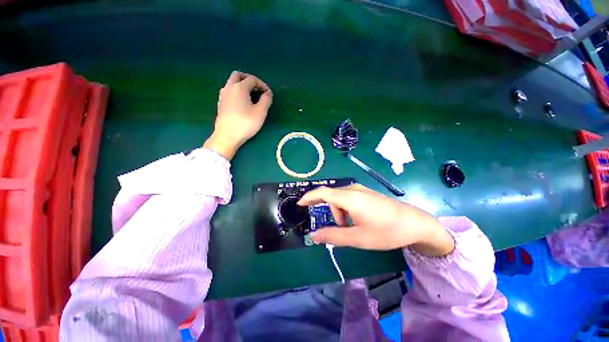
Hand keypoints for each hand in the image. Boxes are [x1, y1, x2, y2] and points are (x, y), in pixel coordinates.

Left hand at [203, 71, 272, 159]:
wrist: (227, 136)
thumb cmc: (245, 123)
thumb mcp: (260, 112)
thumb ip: (266, 100)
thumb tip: (268, 93)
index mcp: (239, 87)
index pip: (252, 79)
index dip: (262, 85)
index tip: (268, 94)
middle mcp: (229, 87)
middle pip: (238, 75)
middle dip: (249, 80)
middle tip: (257, 89)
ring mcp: (223, 95)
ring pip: (231, 83)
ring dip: (242, 85)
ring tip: (251, 96)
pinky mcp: (220, 104)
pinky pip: (229, 91)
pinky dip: (236, 92)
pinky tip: (242, 103)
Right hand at [297, 184, 453, 256]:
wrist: (414, 223)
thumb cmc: (386, 231)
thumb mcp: (358, 238)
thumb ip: (333, 236)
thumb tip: (313, 236)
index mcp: (349, 198)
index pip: (322, 193)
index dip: (308, 197)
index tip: (299, 205)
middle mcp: (353, 189)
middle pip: (331, 197)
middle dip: (330, 213)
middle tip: (339, 229)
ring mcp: (360, 190)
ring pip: (340, 199)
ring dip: (339, 213)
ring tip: (352, 227)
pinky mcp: (366, 193)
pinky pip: (348, 198)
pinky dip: (346, 209)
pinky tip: (357, 219)